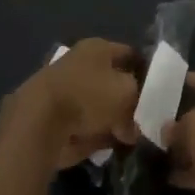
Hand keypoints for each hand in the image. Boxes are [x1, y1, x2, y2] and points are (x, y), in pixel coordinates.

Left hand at [0, 38, 140, 169]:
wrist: (38, 122)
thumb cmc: (88, 96)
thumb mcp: (126, 94)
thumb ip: (136, 104)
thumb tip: (132, 124)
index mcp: (98, 47)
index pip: (128, 54)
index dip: (143, 71)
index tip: (155, 92)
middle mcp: (79, 62)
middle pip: (111, 81)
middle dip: (125, 101)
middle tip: (139, 121)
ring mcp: (63, 88)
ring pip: (95, 104)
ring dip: (108, 120)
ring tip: (123, 138)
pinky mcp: (50, 115)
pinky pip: (79, 124)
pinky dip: (90, 134)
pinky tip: (102, 147)